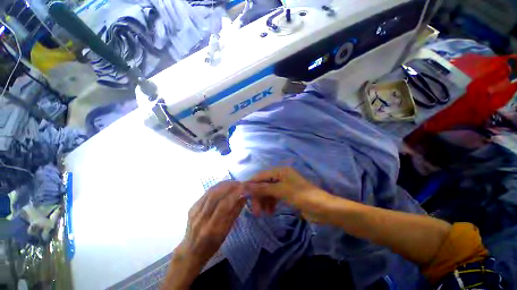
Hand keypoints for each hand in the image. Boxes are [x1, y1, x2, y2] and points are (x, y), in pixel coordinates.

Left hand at [164, 181, 244, 289]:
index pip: (224, 205)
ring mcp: (195, 211)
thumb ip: (234, 214)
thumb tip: (243, 198)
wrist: (190, 251)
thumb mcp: (225, 233)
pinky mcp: (192, 207)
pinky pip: (206, 193)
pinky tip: (223, 186)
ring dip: (223, 184)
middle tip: (239, 183)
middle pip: (215, 195)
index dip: (235, 194)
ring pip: (210, 192)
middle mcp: (201, 218)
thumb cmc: (211, 246)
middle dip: (229, 186)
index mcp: (211, 228)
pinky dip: (217, 187)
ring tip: (233, 182)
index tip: (244, 187)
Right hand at [245, 167, 331, 222]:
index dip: (251, 185)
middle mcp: (280, 175)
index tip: (242, 196)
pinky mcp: (286, 193)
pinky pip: (274, 196)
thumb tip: (246, 186)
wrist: (322, 209)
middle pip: (263, 184)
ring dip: (264, 201)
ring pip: (268, 191)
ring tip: (263, 214)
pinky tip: (270, 212)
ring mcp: (283, 185)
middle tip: (255, 212)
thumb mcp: (281, 191)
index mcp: (280, 171)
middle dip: (259, 196)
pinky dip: (270, 203)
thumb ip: (263, 188)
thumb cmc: (301, 196)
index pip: (260, 176)